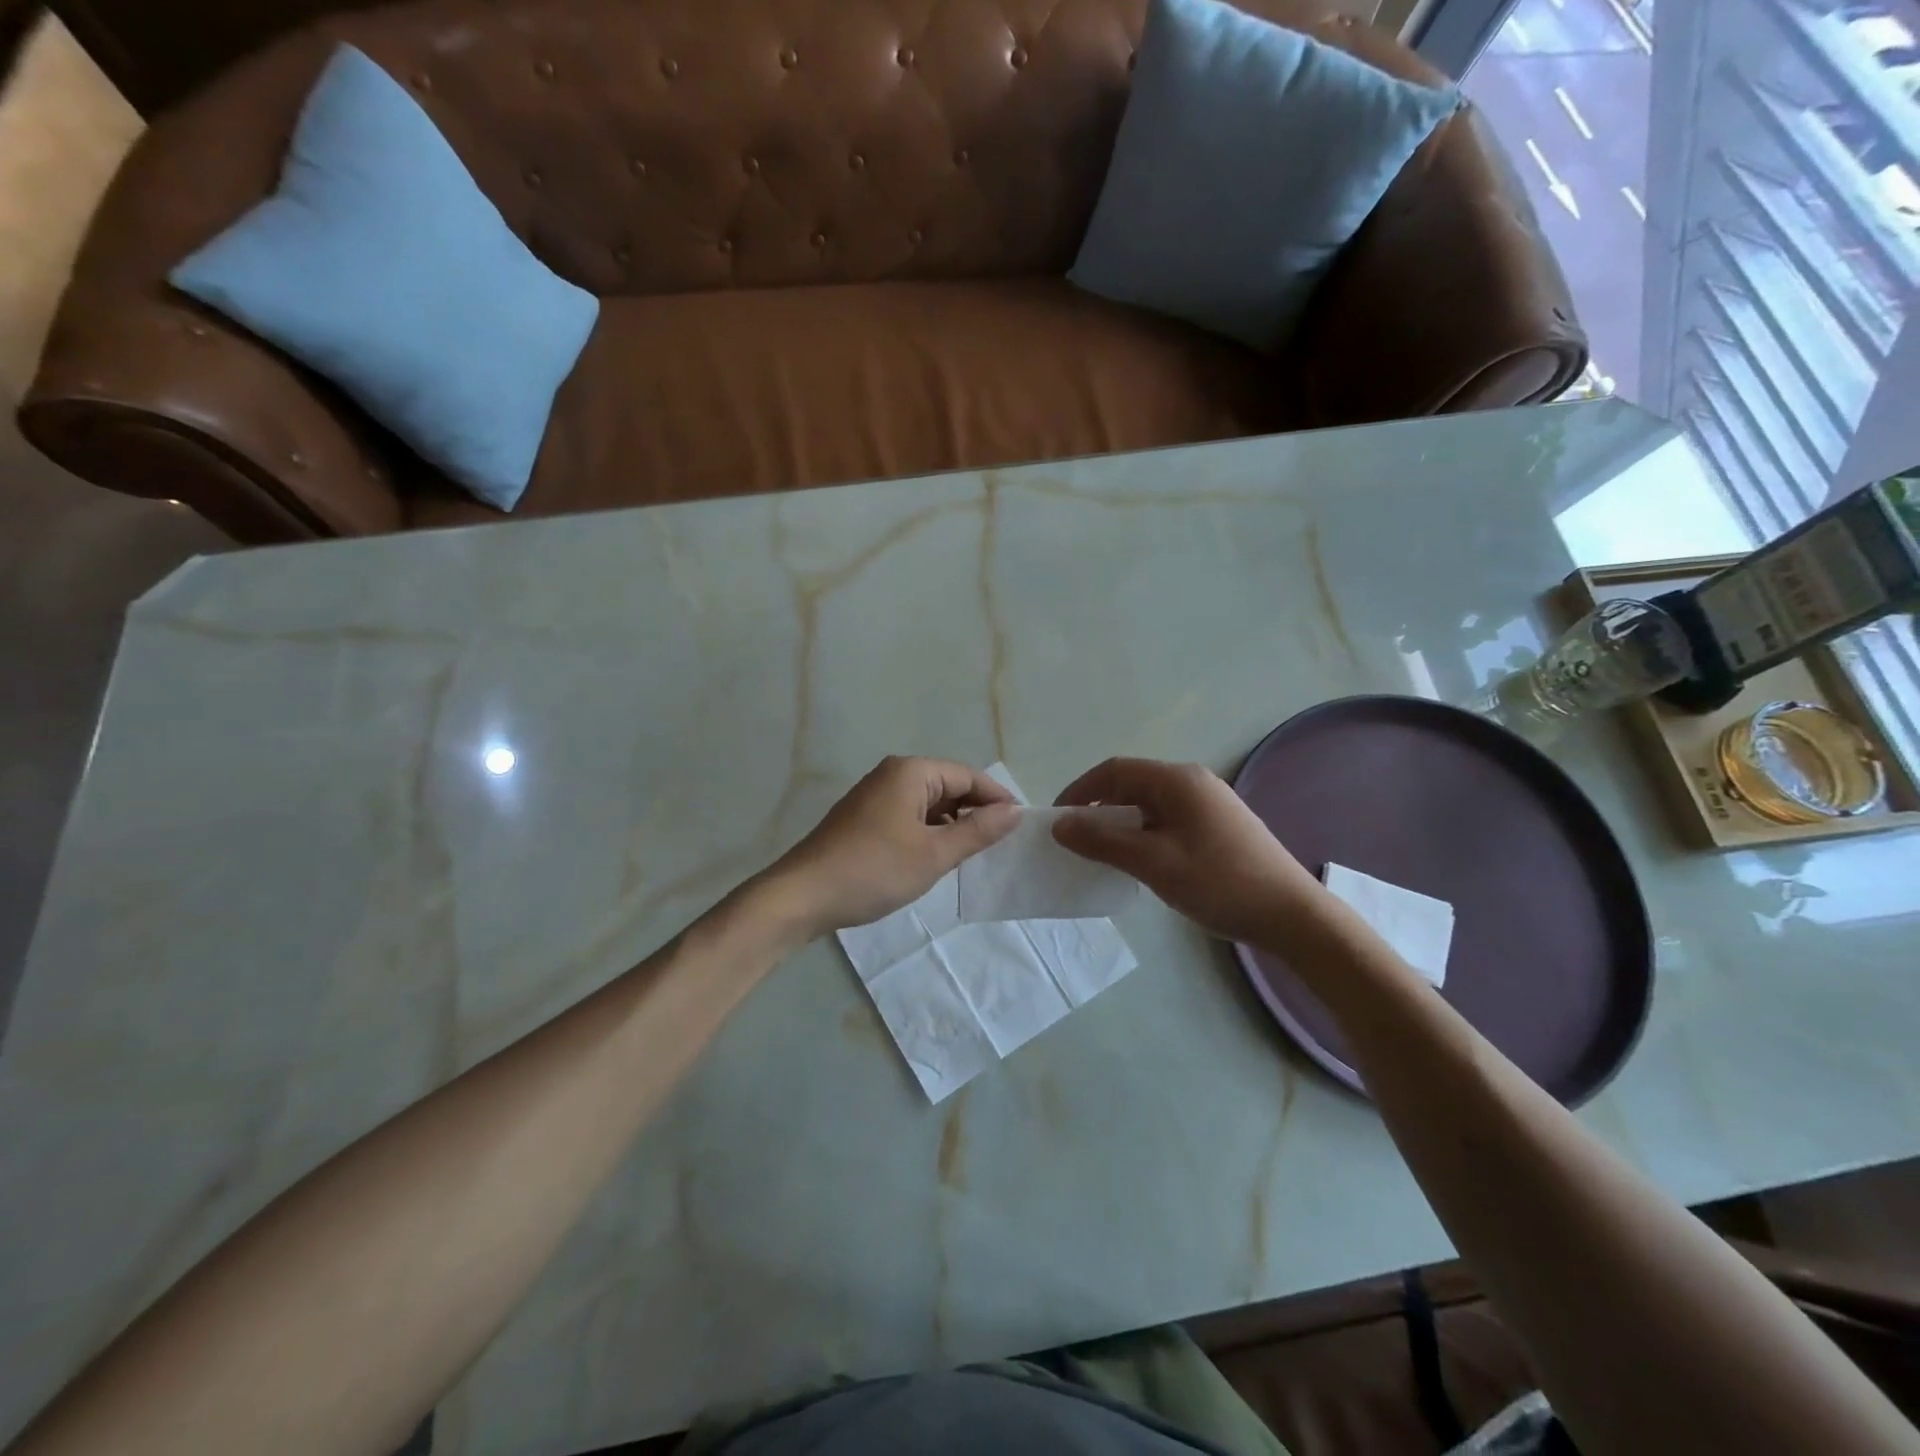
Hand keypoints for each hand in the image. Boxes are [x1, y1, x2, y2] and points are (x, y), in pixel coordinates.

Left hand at [762, 757, 1018, 939]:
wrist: (802, 896)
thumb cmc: (874, 870)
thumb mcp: (933, 854)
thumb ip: (977, 832)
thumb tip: (1015, 812)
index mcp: (911, 772)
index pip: (968, 776)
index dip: (998, 798)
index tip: (1022, 825)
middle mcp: (893, 775)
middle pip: (949, 786)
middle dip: (976, 811)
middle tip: (1003, 843)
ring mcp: (875, 796)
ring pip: (929, 804)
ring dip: (953, 825)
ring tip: (976, 854)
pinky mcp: (865, 818)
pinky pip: (910, 816)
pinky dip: (930, 832)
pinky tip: (939, 857)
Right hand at [1052, 758, 1326, 948]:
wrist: (1292, 915)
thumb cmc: (1219, 882)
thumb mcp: (1153, 863)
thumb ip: (1103, 841)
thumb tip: (1060, 824)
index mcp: (1178, 780)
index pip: (1115, 770)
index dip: (1080, 790)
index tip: (1057, 819)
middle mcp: (1193, 782)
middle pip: (1132, 784)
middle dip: (1099, 807)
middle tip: (1077, 840)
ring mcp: (1209, 803)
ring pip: (1150, 804)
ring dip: (1121, 823)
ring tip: (1104, 854)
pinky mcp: (1218, 825)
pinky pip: (1168, 819)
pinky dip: (1144, 833)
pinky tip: (1141, 862)